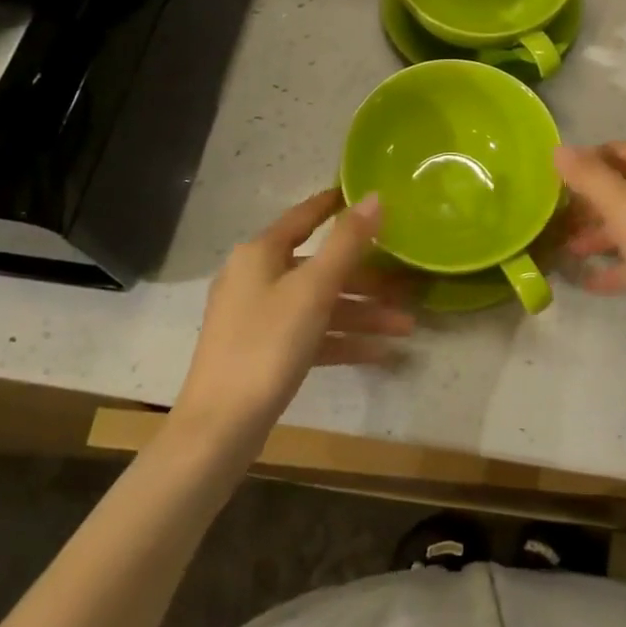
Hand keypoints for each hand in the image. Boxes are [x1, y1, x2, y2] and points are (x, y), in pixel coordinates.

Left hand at [177, 190, 413, 435]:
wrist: (219, 430)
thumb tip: (374, 197)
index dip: (335, 204)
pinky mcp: (264, 352)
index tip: (368, 197)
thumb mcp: (313, 289)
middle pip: (320, 267)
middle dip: (366, 279)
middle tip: (406, 285)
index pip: (305, 217)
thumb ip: (347, 242)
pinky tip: (380, 354)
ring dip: (362, 314)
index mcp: (260, 253)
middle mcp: (257, 277)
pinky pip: (311, 334)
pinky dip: (343, 340)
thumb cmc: (267, 345)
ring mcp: (259, 317)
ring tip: (406, 327)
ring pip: (320, 304)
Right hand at [553, 143, 625, 354]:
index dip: (587, 160)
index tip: (554, 181)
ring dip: (601, 234)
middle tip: (556, 218)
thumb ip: (590, 177)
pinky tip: (592, 282)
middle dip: (590, 201)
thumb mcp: (625, 209)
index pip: (619, 151)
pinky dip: (620, 264)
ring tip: (567, 251)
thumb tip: (561, 149)